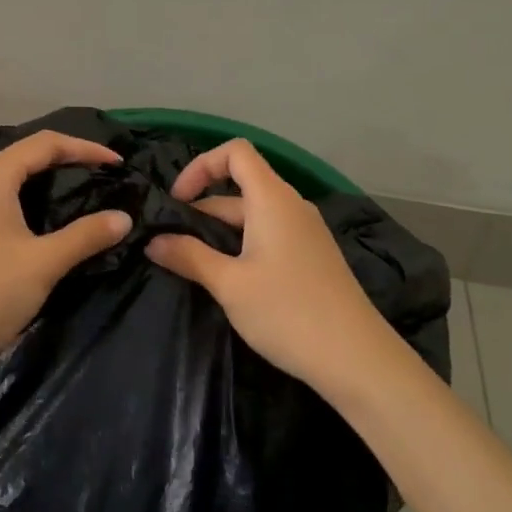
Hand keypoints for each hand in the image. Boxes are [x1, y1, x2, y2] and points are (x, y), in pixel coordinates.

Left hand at [0, 131, 131, 374]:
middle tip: (102, 178)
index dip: (86, 148)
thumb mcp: (43, 263)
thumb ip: (86, 236)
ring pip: (8, 180)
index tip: (118, 164)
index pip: (46, 143)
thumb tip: (124, 217)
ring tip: (78, 198)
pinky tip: (41, 226)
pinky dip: (24, 203)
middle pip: (25, 157)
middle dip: (66, 163)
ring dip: (44, 184)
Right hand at [148, 139, 394, 392]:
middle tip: (170, 243)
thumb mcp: (230, 284)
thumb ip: (189, 256)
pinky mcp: (311, 257)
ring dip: (219, 231)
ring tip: (192, 264)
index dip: (201, 166)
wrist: (358, 360)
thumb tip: (153, 241)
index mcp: (272, 198)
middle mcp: (290, 205)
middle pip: (240, 186)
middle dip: (202, 209)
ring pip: (253, 215)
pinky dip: (241, 244)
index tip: (178, 202)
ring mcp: (305, 232)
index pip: (235, 152)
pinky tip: (228, 279)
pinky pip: (268, 234)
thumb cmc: (289, 312)